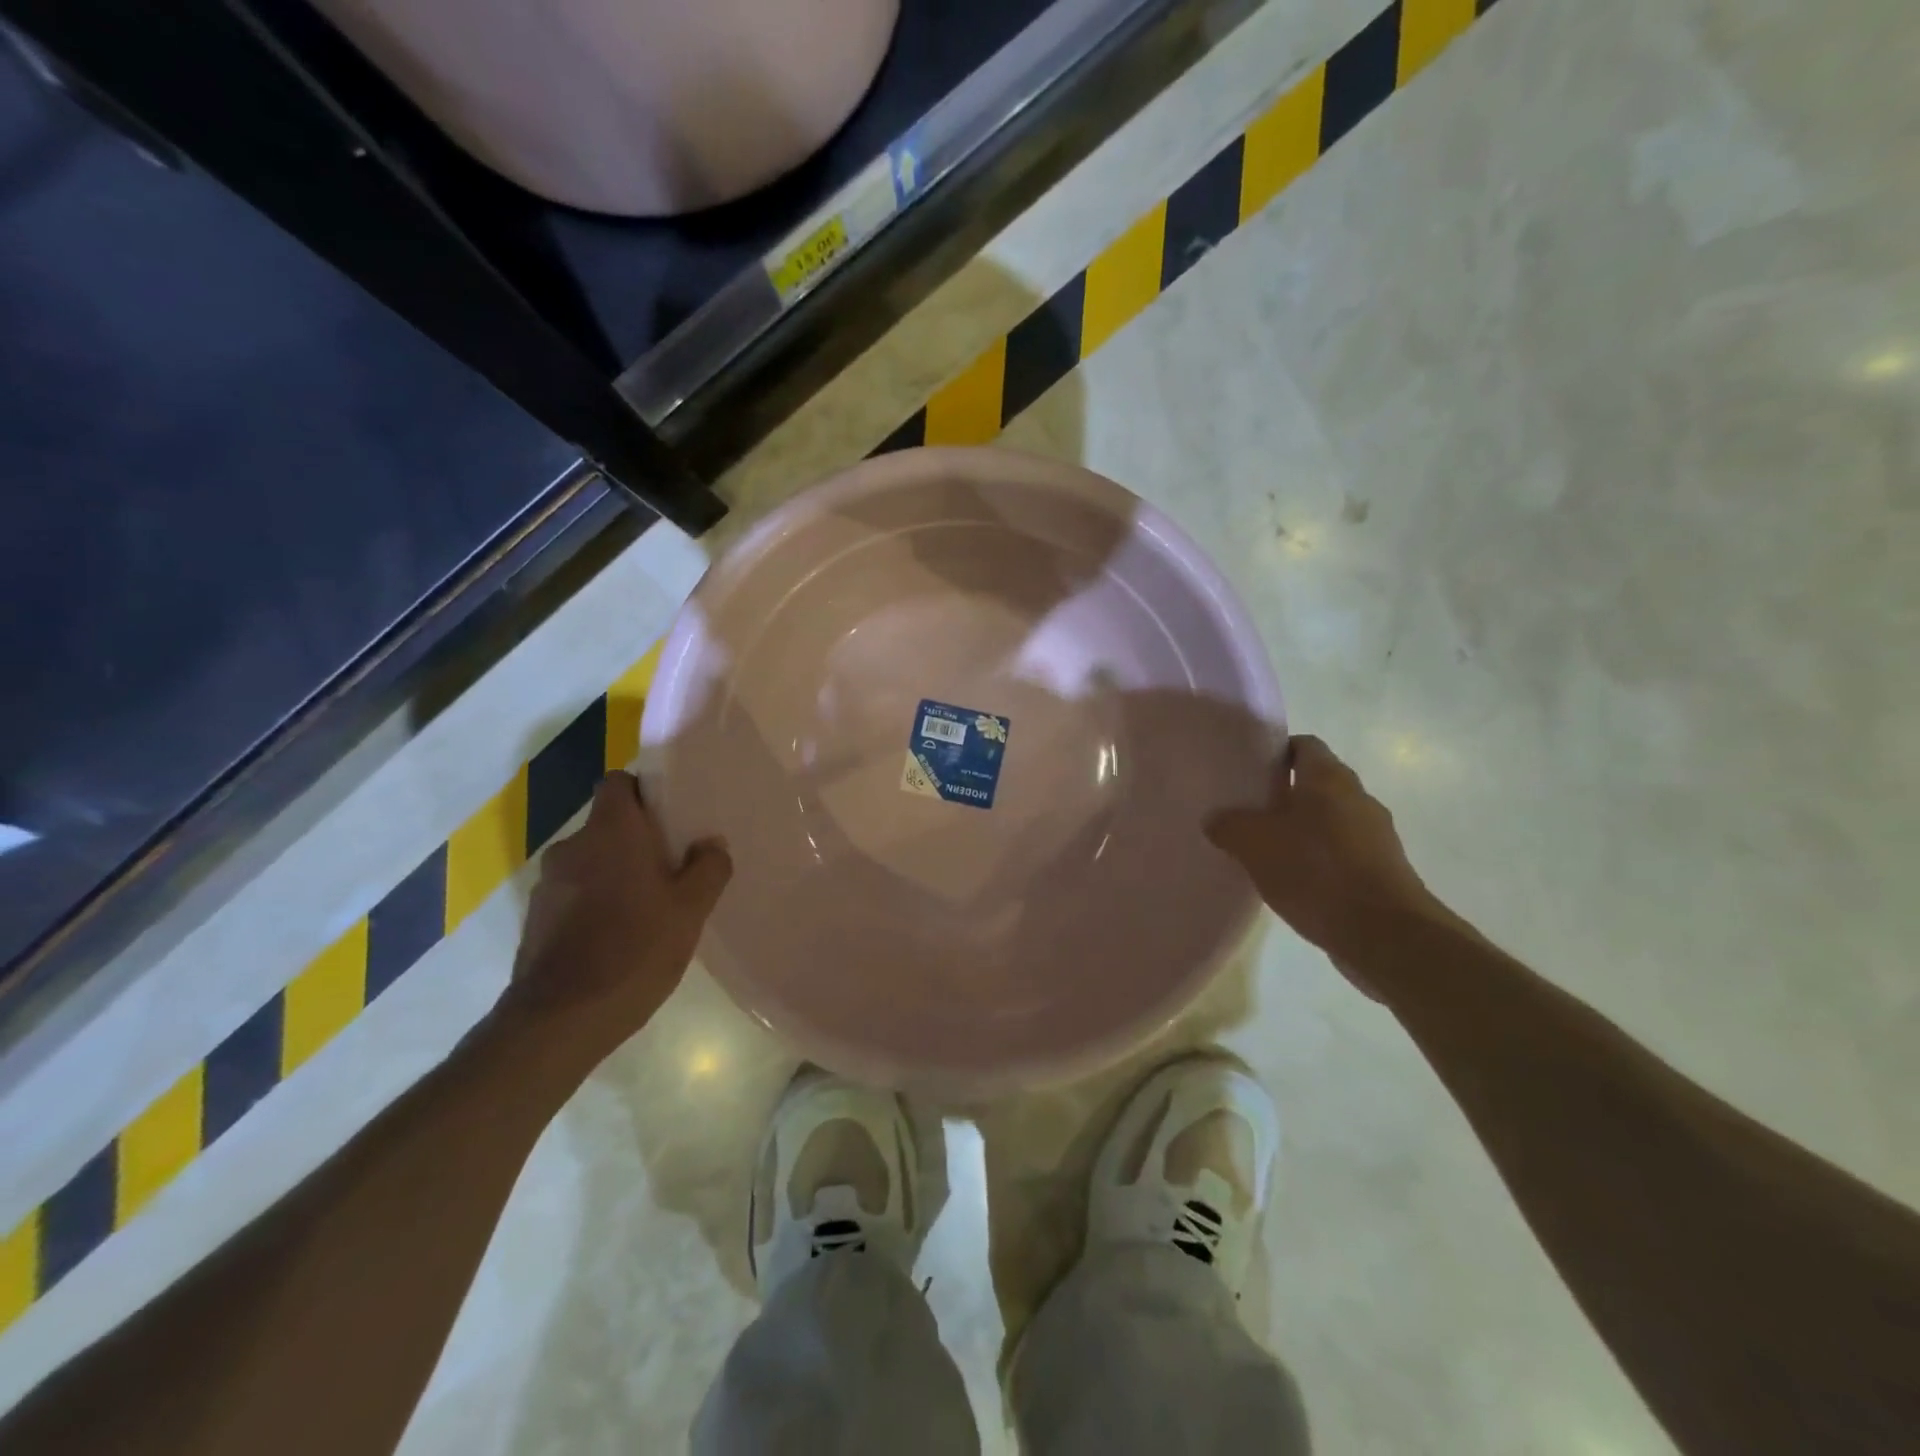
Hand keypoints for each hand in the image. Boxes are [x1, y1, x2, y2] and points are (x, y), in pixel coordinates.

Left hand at [503, 772, 730, 1068]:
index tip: (670, 817)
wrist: (559, 1020)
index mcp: (611, 831)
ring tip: (647, 908)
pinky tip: (617, 936)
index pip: (619, 782)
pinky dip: (595, 902)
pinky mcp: (536, 918)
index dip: (645, 792)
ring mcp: (548, 883)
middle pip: (608, 824)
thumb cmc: (635, 950)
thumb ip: (709, 867)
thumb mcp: (691, 910)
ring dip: (615, 873)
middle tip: (672, 868)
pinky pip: (574, 892)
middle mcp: (573, 846)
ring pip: (591, 861)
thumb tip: (711, 844)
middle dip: (637, 840)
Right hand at [1206, 735, 1454, 992]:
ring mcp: (1376, 836)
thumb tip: (1216, 819)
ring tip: (1266, 850)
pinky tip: (1294, 881)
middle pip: (1317, 784)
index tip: (1249, 770)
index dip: (1275, 752)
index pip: (1303, 745)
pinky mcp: (1383, 871)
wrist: (1384, 935)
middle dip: (1283, 795)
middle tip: (1247, 811)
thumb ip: (1230, 825)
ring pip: (1330, 820)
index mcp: (1329, 778)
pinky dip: (1319, 860)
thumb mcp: (1254, 844)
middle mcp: (1358, 798)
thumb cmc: (1316, 872)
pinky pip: (1342, 853)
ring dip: (1302, 830)